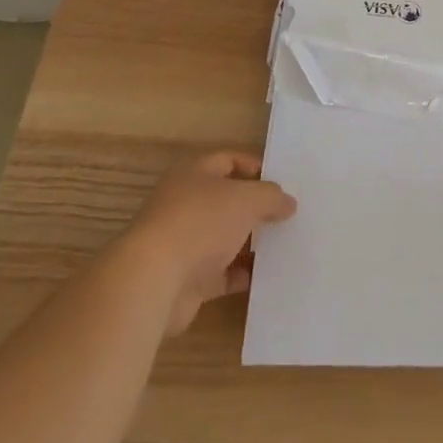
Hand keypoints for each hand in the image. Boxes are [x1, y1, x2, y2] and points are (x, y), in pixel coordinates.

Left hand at [120, 152, 296, 334]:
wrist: (154, 281)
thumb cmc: (201, 222)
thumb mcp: (246, 199)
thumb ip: (271, 197)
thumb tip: (288, 202)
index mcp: (193, 175)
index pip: (227, 161)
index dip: (254, 166)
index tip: (281, 180)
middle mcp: (185, 204)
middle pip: (226, 201)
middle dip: (255, 207)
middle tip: (287, 213)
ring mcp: (184, 243)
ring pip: (224, 238)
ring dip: (250, 242)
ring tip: (284, 243)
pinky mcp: (186, 280)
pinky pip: (221, 274)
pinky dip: (241, 275)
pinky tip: (266, 276)